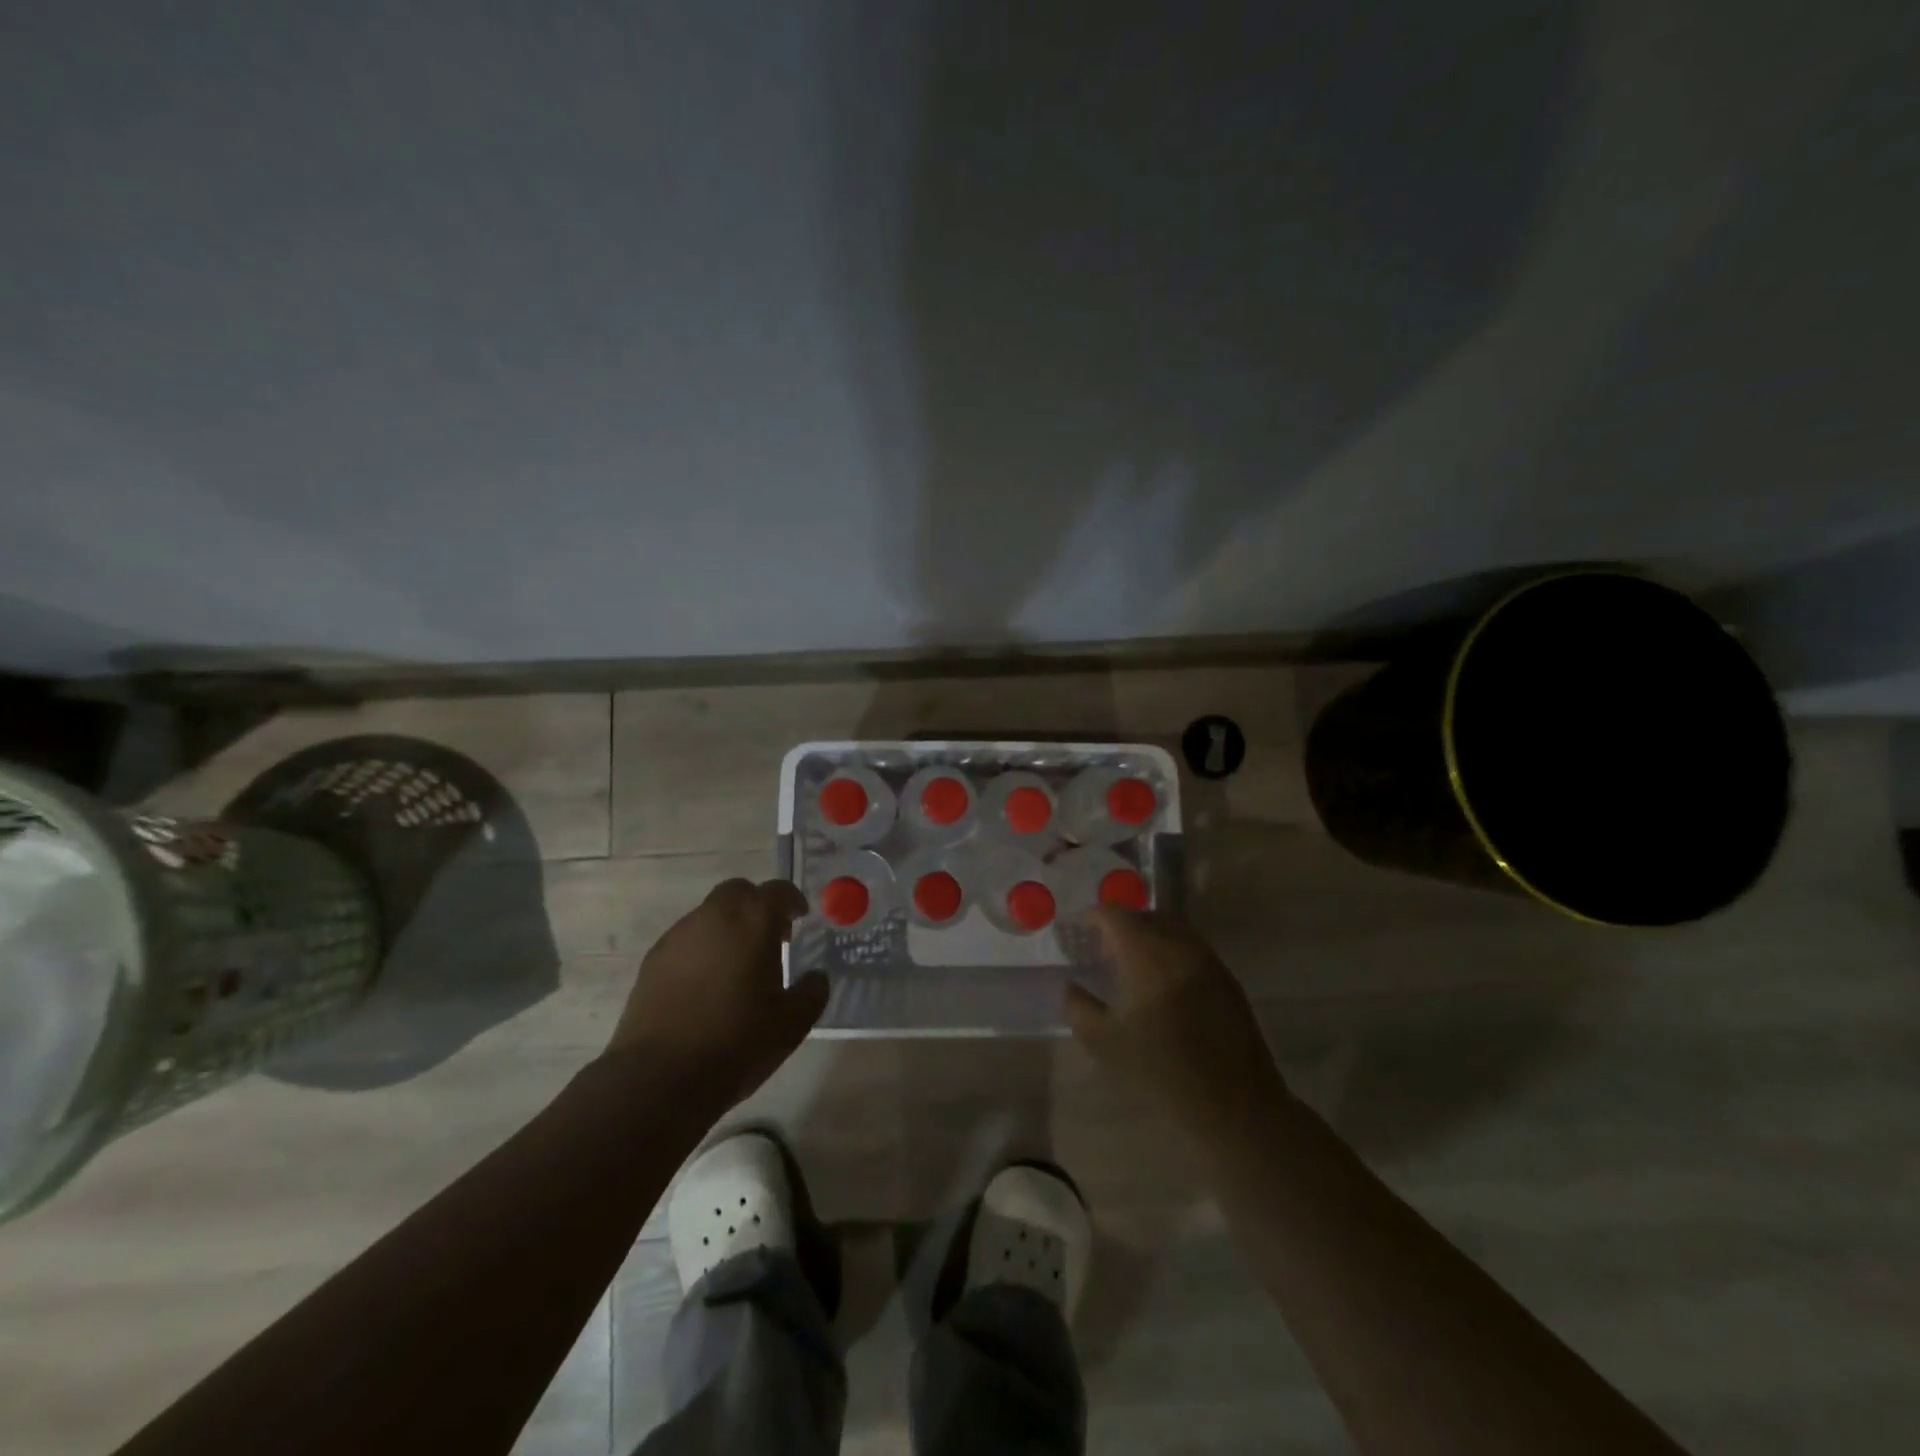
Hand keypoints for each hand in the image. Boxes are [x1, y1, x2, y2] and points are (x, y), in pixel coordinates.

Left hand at [607, 879, 827, 1105]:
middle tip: (768, 937)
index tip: (800, 918)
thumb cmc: (737, 1041)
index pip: (778, 891)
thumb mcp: (792, 1023)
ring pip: (708, 915)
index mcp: (753, 921)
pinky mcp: (653, 960)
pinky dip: (701, 950)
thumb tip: (816, 977)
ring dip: (726, 928)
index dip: (792, 901)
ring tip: (736, 966)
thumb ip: (812, 991)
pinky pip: (685, 941)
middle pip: (738, 892)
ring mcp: (678, 936)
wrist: (660, 1076)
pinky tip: (705, 986)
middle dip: (756, 906)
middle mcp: (714, 916)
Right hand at [1065, 907, 1286, 1133]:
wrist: (1232, 1103)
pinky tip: (1164, 984)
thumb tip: (1072, 987)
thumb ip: (1078, 1007)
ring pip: (1172, 928)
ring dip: (1149, 936)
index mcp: (1146, 953)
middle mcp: (1179, 944)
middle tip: (1104, 950)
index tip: (1081, 934)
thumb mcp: (1104, 1042)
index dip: (1093, 919)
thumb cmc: (1160, 1070)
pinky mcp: (1227, 978)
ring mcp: (1208, 959)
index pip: (1115, 915)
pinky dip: (1171, 951)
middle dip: (1121, 926)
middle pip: (1144, 916)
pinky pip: (1192, 948)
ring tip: (1133, 965)